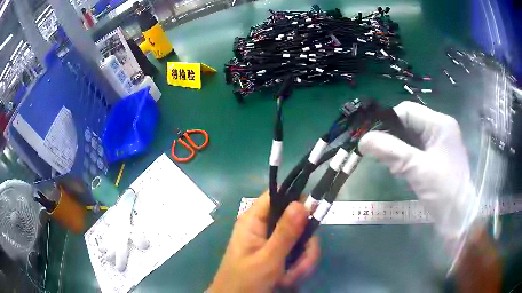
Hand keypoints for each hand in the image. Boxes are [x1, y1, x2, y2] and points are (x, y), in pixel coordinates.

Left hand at [209, 191, 319, 292]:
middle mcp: (264, 228)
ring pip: (301, 240)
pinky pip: (298, 254)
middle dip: (304, 245)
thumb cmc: (245, 281)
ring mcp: (272, 242)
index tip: (314, 215)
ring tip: (290, 279)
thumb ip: (285, 233)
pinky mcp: (278, 255)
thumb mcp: (267, 259)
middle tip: (301, 263)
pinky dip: (298, 268)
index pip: (277, 195)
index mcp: (254, 221)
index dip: (297, 200)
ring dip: (302, 261)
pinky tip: (288, 281)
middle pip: (296, 221)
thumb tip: (302, 202)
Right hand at [359, 101, 478, 240]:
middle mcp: (439, 129)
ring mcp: (438, 144)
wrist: (459, 218)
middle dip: (392, 139)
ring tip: (390, 165)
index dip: (388, 123)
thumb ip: (390, 151)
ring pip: (410, 138)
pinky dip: (404, 158)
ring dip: (397, 150)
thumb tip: (363, 140)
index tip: (373, 141)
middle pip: (408, 123)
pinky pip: (415, 151)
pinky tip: (400, 170)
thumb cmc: (444, 191)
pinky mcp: (436, 158)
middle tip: (380, 156)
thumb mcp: (417, 169)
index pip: (407, 111)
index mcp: (439, 123)